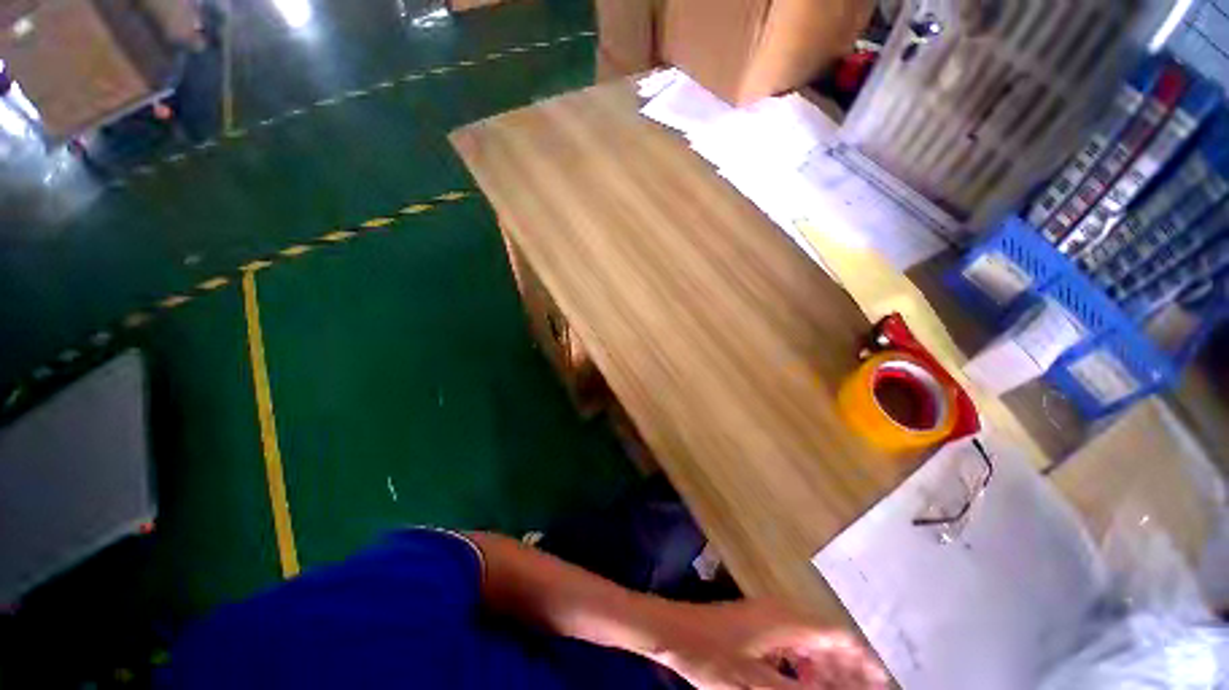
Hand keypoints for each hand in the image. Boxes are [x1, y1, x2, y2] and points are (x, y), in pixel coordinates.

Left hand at [641, 599, 887, 689]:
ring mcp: (764, 617)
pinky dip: (802, 665)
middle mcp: (779, 613)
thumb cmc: (711, 657)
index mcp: (785, 622)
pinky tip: (801, 683)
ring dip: (824, 668)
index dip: (862, 660)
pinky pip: (788, 644)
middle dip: (846, 668)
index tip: (882, 683)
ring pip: (806, 642)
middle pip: (824, 639)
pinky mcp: (753, 625)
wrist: (672, 632)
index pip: (836, 636)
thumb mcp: (757, 685)